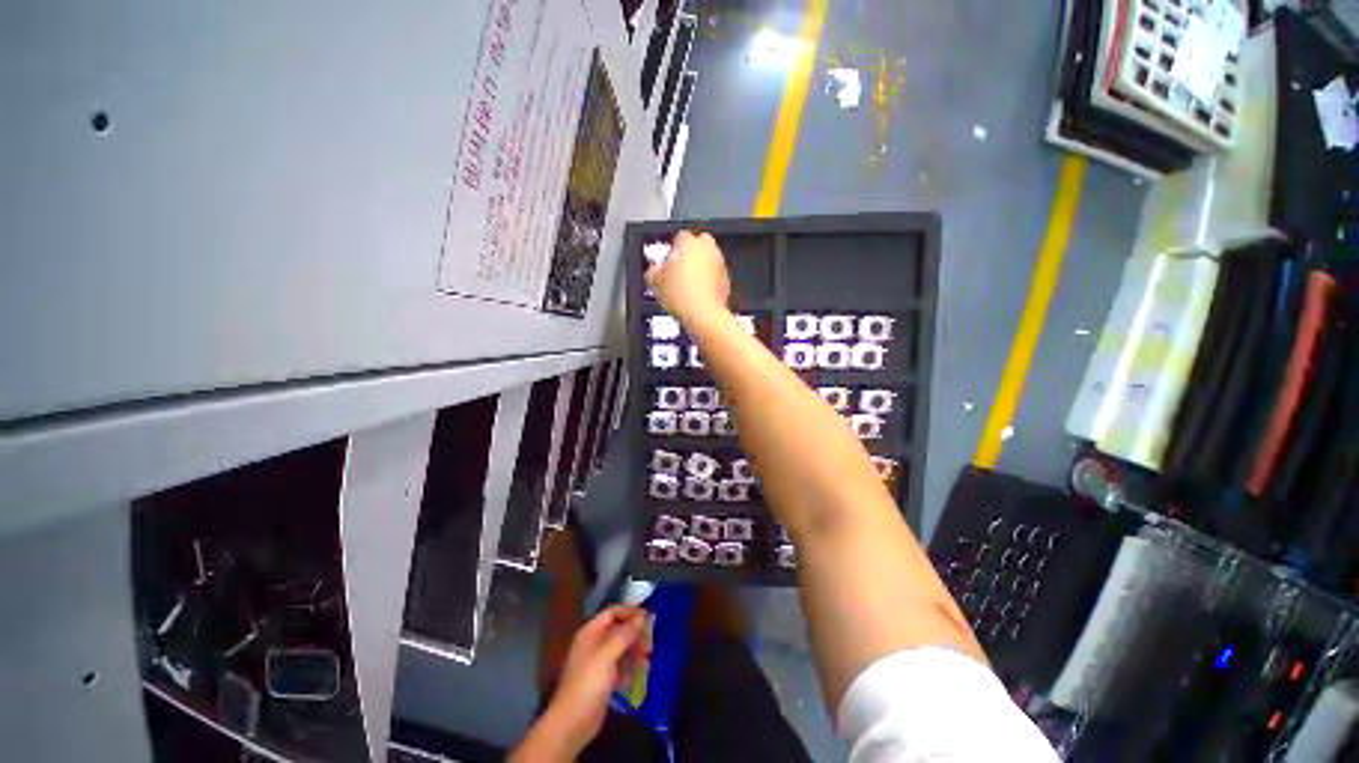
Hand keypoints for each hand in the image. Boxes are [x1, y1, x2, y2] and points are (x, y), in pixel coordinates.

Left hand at [515, 606, 650, 759]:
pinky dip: (630, 669)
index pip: (612, 613)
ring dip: (635, 653)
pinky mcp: (602, 680)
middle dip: (635, 635)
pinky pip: (620, 667)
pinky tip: (638, 676)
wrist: (572, 723)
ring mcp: (598, 663)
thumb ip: (625, 634)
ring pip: (621, 649)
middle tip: (650, 644)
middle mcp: (594, 643)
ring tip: (647, 662)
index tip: (648, 617)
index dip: (630, 612)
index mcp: (590, 632)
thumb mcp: (607, 655)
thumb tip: (642, 615)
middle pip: (618, 630)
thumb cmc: (588, 683)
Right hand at [645, 230, 730, 325]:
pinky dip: (709, 281)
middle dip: (691, 253)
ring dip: (701, 267)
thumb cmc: (681, 295)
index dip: (673, 249)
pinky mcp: (726, 280)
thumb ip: (653, 272)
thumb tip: (653, 272)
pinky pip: (716, 275)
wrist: (703, 315)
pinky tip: (698, 294)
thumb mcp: (655, 283)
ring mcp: (720, 264)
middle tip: (680, 269)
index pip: (680, 237)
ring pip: (709, 259)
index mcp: (689, 243)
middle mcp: (708, 249)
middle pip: (700, 243)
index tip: (667, 261)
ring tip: (688, 285)